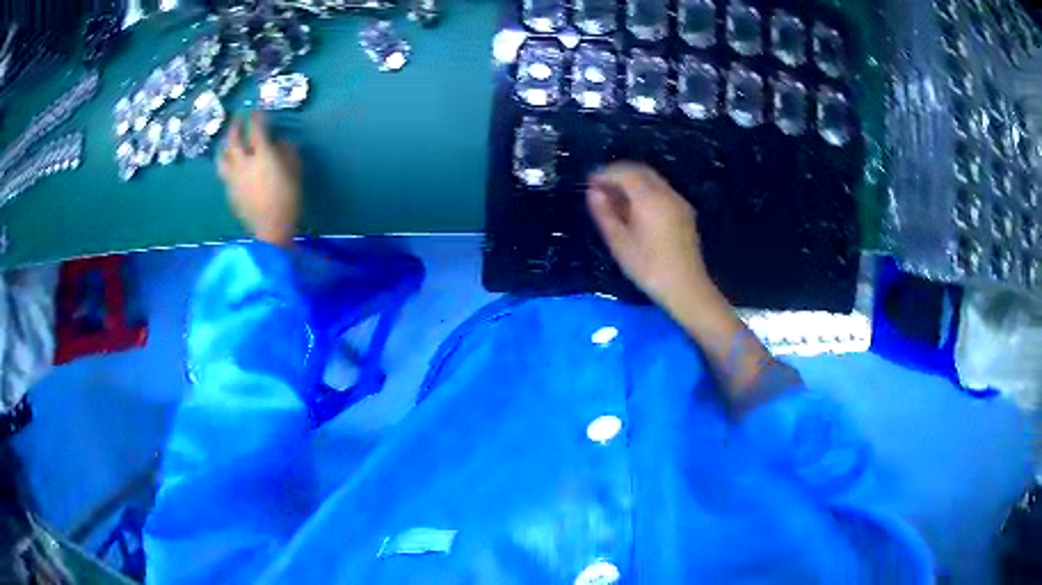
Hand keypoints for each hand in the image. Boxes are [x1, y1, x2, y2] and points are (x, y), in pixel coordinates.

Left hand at [218, 111, 301, 246]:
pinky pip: (224, 174)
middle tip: (238, 119)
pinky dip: (226, 165)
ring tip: (226, 142)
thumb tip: (281, 142)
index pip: (256, 129)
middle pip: (233, 140)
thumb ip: (288, 153)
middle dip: (235, 126)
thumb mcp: (295, 171)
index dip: (256, 117)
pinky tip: (230, 166)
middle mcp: (243, 163)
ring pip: (223, 157)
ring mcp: (233, 178)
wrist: (271, 228)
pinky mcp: (229, 193)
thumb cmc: (288, 198)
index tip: (257, 110)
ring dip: (224, 146)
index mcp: (261, 154)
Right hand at [586, 162, 713, 305]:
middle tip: (599, 187)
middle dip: (618, 174)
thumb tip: (593, 193)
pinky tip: (634, 209)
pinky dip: (644, 191)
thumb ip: (604, 214)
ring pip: (652, 180)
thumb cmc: (649, 268)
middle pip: (640, 171)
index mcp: (649, 199)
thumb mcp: (619, 243)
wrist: (686, 287)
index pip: (625, 172)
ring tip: (614, 198)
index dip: (605, 173)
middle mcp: (666, 193)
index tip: (589, 182)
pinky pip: (661, 191)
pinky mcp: (684, 211)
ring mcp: (678, 201)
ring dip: (631, 182)